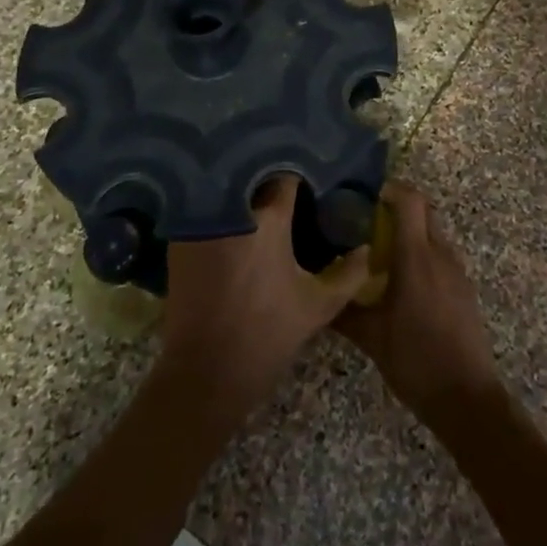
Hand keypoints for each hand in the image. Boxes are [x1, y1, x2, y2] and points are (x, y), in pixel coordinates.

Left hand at [158, 176, 368, 420]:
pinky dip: (218, 206)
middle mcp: (233, 209)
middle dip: (268, 173)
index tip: (309, 179)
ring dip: (242, 186)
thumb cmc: (268, 336)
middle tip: (285, 184)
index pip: (287, 174)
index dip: (300, 173)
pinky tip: (232, 218)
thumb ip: (349, 274)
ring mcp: (201, 221)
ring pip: (225, 187)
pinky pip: (204, 207)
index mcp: (270, 219)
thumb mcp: (318, 306)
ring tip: (258, 195)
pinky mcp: (180, 238)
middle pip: (252, 173)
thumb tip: (366, 248)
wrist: (206, 372)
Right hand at [334, 183, 503, 430]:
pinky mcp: (464, 287)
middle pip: (423, 209)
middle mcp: (440, 254)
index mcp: (416, 257)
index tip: (365, 195)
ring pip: (433, 231)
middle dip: (398, 206)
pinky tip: (403, 279)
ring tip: (381, 250)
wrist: (466, 397)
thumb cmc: (415, 360)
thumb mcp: (371, 337)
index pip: (409, 200)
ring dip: (410, 230)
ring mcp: (456, 270)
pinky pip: (441, 254)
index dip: (389, 188)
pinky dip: (422, 252)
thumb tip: (317, 296)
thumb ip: (342, 311)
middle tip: (368, 219)